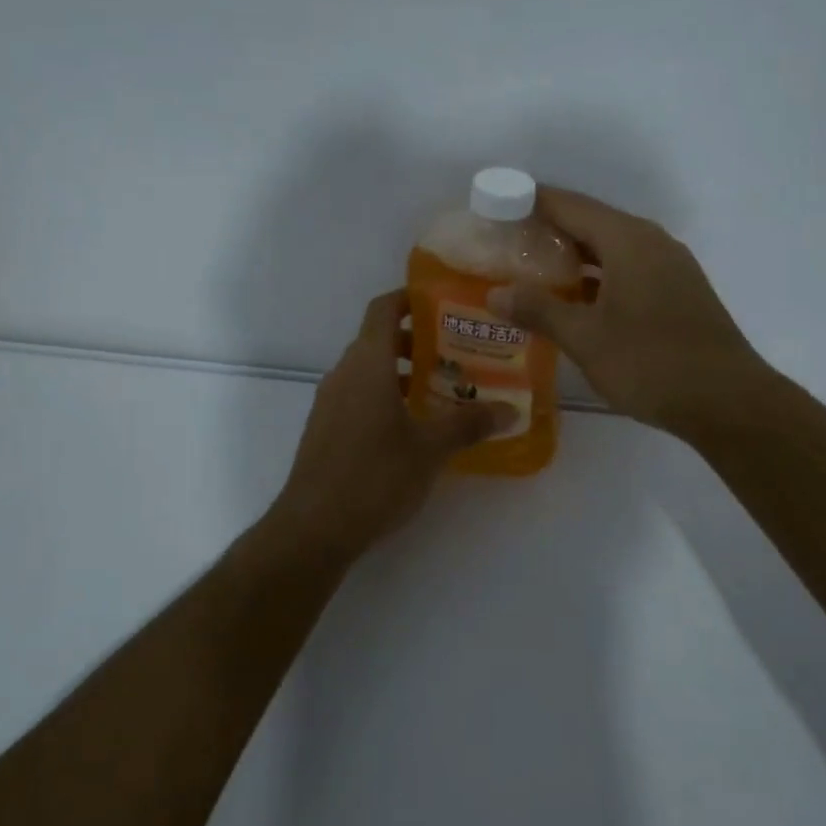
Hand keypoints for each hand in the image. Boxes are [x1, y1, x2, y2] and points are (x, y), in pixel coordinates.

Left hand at [272, 291, 506, 555]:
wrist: (314, 527)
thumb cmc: (375, 476)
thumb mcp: (431, 449)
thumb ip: (470, 424)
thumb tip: (511, 410)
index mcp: (367, 363)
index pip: (383, 308)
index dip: (409, 298)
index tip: (442, 304)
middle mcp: (344, 373)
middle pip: (378, 339)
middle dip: (416, 341)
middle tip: (456, 354)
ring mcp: (330, 402)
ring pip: (367, 371)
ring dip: (401, 372)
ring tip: (440, 391)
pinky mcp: (325, 429)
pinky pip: (357, 396)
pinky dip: (384, 397)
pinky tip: (411, 428)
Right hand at [487, 187, 765, 438]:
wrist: (729, 402)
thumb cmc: (651, 363)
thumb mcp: (586, 338)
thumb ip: (539, 310)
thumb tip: (495, 294)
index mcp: (628, 240)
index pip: (570, 205)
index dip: (531, 201)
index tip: (496, 206)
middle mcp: (652, 242)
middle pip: (592, 221)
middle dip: (549, 229)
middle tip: (507, 244)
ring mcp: (671, 266)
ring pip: (613, 247)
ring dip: (575, 255)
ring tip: (533, 271)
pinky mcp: (680, 291)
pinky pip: (630, 268)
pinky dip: (599, 274)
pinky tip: (577, 298)